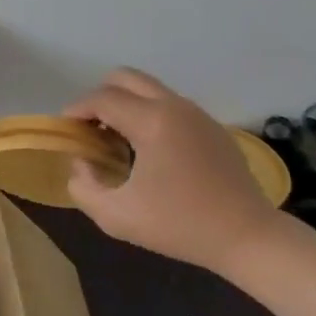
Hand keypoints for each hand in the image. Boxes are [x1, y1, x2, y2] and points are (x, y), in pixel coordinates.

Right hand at [63, 67, 277, 272]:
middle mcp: (174, 106)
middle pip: (125, 78)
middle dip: (100, 97)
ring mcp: (197, 114)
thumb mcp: (116, 216)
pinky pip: (169, 106)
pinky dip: (149, 115)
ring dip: (125, 105)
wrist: (249, 238)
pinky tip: (149, 152)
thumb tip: (83, 162)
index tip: (66, 130)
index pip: (102, 98)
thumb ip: (83, 186)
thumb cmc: (180, 226)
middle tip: (91, 128)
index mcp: (152, 121)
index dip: (76, 110)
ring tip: (117, 140)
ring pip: (148, 89)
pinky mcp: (212, 127)